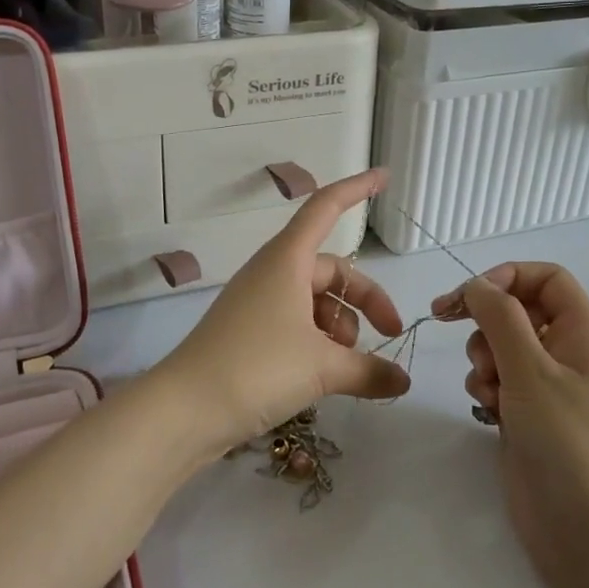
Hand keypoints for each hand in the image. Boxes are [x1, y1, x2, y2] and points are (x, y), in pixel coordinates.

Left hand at [150, 169, 410, 457]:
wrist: (184, 411)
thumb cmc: (256, 368)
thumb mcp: (322, 368)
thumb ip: (369, 370)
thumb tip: (404, 381)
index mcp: (287, 260)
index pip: (326, 207)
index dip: (357, 189)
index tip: (386, 176)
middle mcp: (273, 273)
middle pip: (331, 269)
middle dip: (365, 298)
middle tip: (391, 331)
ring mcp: (259, 304)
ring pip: (316, 301)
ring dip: (342, 327)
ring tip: (350, 365)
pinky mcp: (250, 334)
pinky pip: (298, 324)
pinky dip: (320, 343)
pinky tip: (330, 375)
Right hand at [431, 263, 588, 587]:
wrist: (587, 531)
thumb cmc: (566, 440)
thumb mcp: (530, 369)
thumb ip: (499, 317)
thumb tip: (477, 285)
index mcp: (582, 331)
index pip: (545, 278)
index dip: (506, 277)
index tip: (468, 297)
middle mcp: (567, 351)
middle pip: (518, 310)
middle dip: (487, 323)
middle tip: (467, 344)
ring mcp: (548, 386)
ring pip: (502, 346)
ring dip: (483, 359)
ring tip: (489, 390)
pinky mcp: (529, 415)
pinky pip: (499, 380)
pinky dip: (486, 388)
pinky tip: (488, 412)